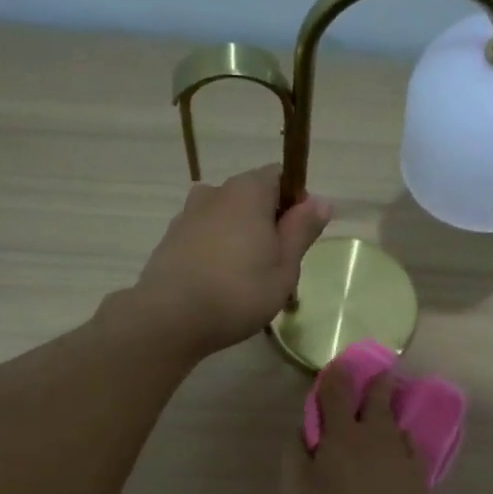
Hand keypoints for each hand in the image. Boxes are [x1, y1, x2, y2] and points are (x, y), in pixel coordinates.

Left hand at [132, 166, 331, 356]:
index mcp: (247, 191)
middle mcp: (215, 192)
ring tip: (246, 279)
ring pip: (226, 218)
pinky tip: (219, 285)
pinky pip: (204, 237)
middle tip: (277, 265)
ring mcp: (187, 215)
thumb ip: (302, 230)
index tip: (299, 236)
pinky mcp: (170, 239)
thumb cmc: (239, 292)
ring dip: (240, 238)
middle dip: (267, 223)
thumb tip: (322, 200)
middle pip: (251, 197)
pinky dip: (216, 252)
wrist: (170, 317)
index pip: (279, 176)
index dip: (295, 201)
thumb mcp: (285, 266)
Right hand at [280, 368, 446, 493]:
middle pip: (378, 400)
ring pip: (396, 424)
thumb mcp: (299, 490)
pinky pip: (410, 449)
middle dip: (378, 384)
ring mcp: (401, 454)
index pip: (337, 393)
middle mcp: (374, 435)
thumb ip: (297, 456)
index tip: (338, 364)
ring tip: (390, 412)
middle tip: (383, 373)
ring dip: (392, 413)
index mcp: (342, 433)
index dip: (335, 376)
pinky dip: (404, 443)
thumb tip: (301, 431)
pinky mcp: (419, 475)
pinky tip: (404, 448)